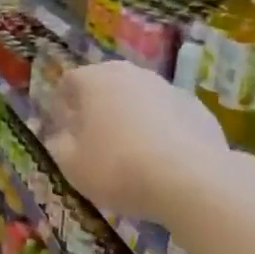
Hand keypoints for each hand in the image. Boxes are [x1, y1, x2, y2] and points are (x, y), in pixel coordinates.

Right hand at [43, 61, 228, 222]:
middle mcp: (131, 74)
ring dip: (130, 118)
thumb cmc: (117, 168)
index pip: (68, 82)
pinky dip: (159, 130)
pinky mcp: (197, 107)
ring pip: (139, 99)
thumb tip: (59, 135)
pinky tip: (160, 160)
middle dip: (96, 109)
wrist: (190, 179)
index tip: (62, 131)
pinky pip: (167, 115)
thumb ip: (58, 144)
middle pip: (106, 86)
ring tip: (130, 153)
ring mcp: (168, 87)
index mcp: (95, 80)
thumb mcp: (71, 165)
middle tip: (93, 141)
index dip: (61, 107)